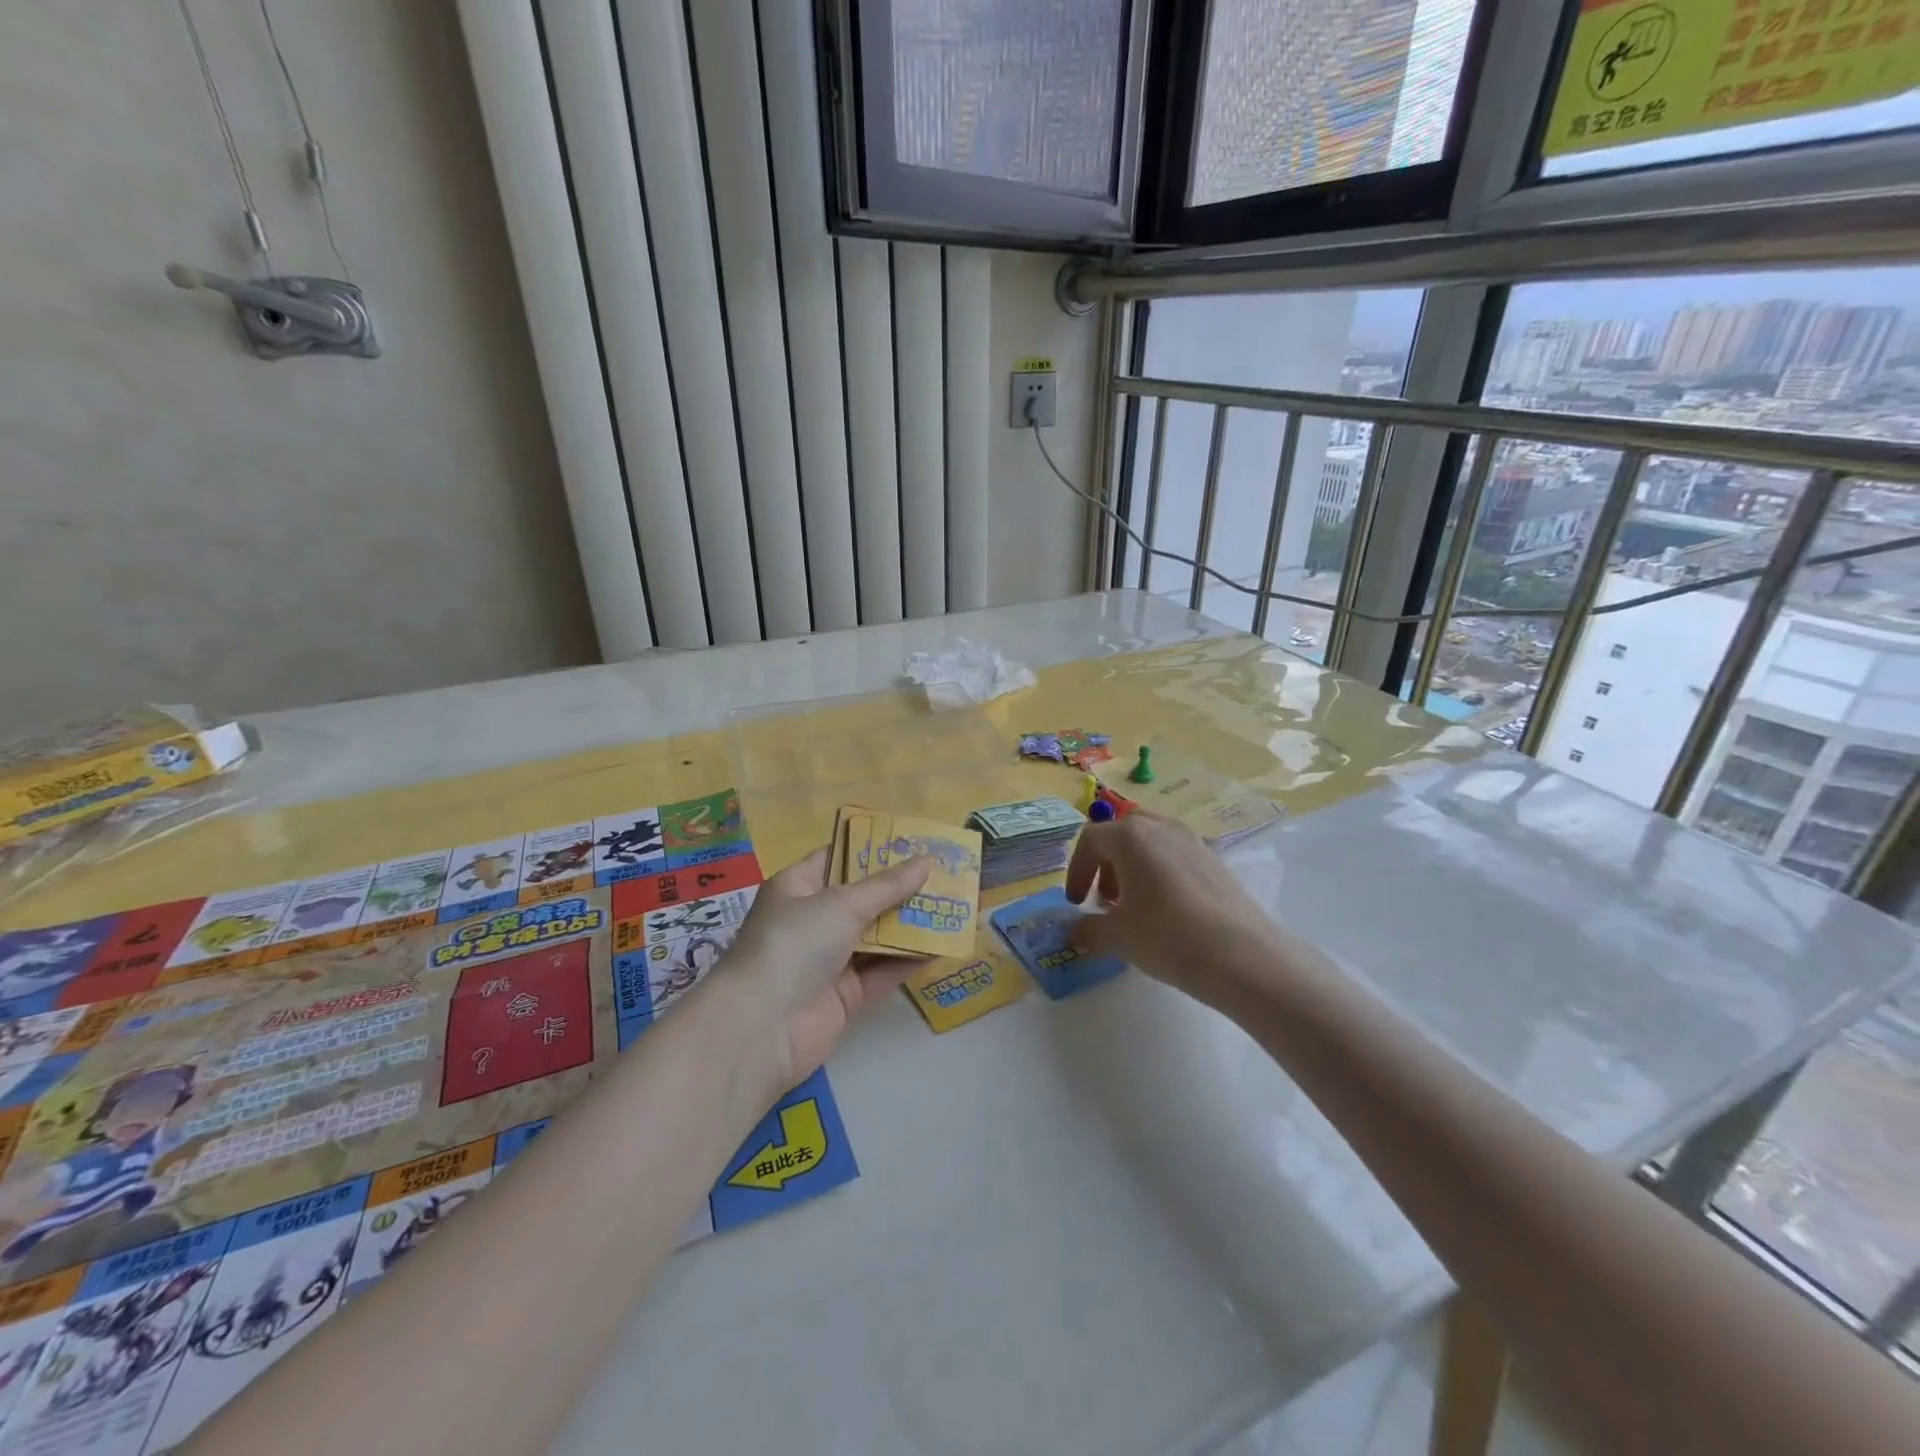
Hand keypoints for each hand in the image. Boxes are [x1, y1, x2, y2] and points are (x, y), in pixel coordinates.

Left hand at [712, 847, 931, 1091]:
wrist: (761, 1028)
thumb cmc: (794, 944)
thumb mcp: (841, 904)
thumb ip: (887, 886)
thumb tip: (925, 861)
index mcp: (798, 887)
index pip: (839, 858)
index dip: (874, 849)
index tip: (914, 842)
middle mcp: (813, 920)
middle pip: (864, 898)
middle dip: (902, 888)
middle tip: (945, 874)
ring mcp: (829, 959)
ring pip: (877, 935)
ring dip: (911, 924)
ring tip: (953, 906)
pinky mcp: (845, 995)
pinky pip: (883, 971)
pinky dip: (909, 960)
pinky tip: (943, 947)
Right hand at [1064, 813, 1276, 1006]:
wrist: (1242, 956)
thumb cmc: (1166, 936)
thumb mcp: (1117, 936)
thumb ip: (1088, 929)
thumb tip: (1075, 932)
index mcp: (1130, 836)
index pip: (1090, 840)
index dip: (1076, 870)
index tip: (1076, 903)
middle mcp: (1161, 827)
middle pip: (1122, 833)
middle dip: (1106, 864)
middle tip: (1105, 900)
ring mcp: (1192, 841)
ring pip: (1151, 843)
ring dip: (1133, 868)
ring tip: (1134, 907)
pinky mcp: (1215, 861)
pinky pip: (1176, 856)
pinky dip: (1160, 874)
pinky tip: (1167, 913)